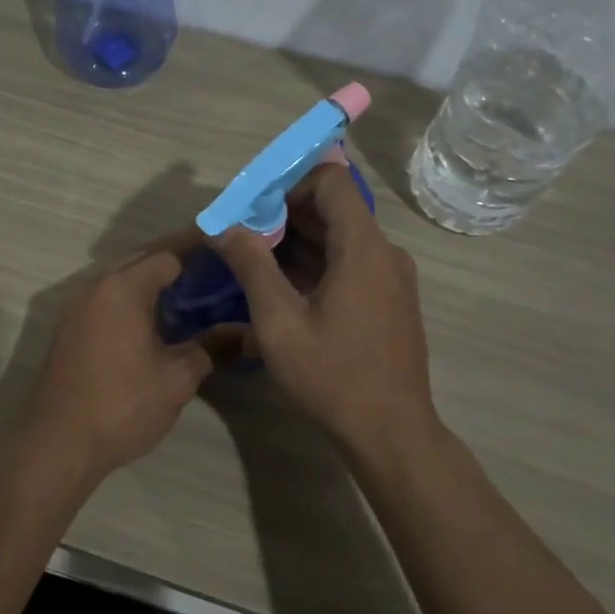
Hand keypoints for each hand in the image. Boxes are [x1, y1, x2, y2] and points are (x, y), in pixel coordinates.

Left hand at [21, 232, 218, 481]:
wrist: (57, 444)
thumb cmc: (122, 405)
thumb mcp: (177, 378)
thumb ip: (210, 346)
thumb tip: (242, 332)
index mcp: (123, 287)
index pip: (169, 253)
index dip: (201, 250)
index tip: (229, 251)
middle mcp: (96, 286)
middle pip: (144, 261)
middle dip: (179, 263)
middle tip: (218, 272)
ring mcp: (78, 307)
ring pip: (124, 281)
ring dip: (156, 284)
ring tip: (195, 295)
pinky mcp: (70, 329)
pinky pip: (110, 300)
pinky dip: (136, 302)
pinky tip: (160, 321)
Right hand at [214, 164, 438, 459]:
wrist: (390, 432)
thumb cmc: (332, 375)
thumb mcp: (279, 322)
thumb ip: (251, 266)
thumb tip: (224, 227)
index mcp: (363, 247)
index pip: (331, 181)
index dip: (289, 183)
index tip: (253, 205)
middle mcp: (384, 252)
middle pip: (333, 209)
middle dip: (283, 214)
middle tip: (240, 232)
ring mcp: (390, 277)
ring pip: (339, 238)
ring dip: (296, 241)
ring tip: (251, 258)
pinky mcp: (388, 299)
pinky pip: (349, 264)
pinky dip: (315, 264)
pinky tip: (280, 286)